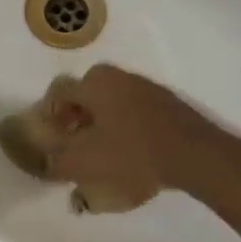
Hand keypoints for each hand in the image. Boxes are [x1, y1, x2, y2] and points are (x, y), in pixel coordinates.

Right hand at [40, 65, 218, 207]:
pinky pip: (134, 113)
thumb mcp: (84, 164)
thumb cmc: (132, 155)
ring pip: (111, 104)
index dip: (49, 118)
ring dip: (101, 126)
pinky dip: (125, 130)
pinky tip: (131, 156)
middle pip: (85, 97)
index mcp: (94, 83)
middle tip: (74, 147)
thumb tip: (45, 161)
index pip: (58, 93)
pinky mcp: (167, 104)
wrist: (195, 156)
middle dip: (75, 121)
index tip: (52, 142)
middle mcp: (118, 77)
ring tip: (102, 156)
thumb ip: (56, 162)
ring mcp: (146, 88)